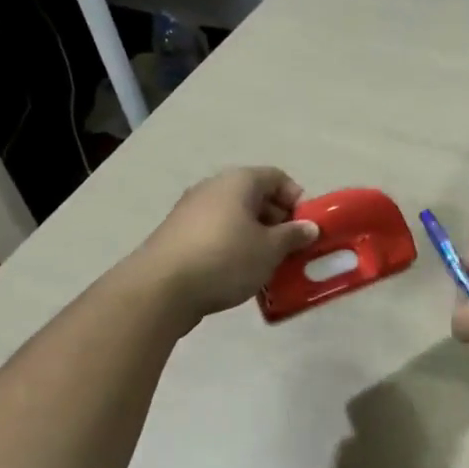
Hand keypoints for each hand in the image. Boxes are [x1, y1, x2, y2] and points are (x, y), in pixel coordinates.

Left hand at [136, 167, 319, 321]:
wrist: (159, 289)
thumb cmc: (225, 258)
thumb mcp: (270, 249)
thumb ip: (293, 235)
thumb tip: (309, 227)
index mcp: (239, 181)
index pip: (277, 177)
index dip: (296, 199)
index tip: (304, 227)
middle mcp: (213, 187)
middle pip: (255, 196)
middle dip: (277, 221)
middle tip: (289, 249)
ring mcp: (190, 211)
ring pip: (234, 217)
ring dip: (254, 236)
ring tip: (265, 264)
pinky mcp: (176, 235)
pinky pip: (215, 233)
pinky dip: (231, 246)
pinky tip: (236, 273)